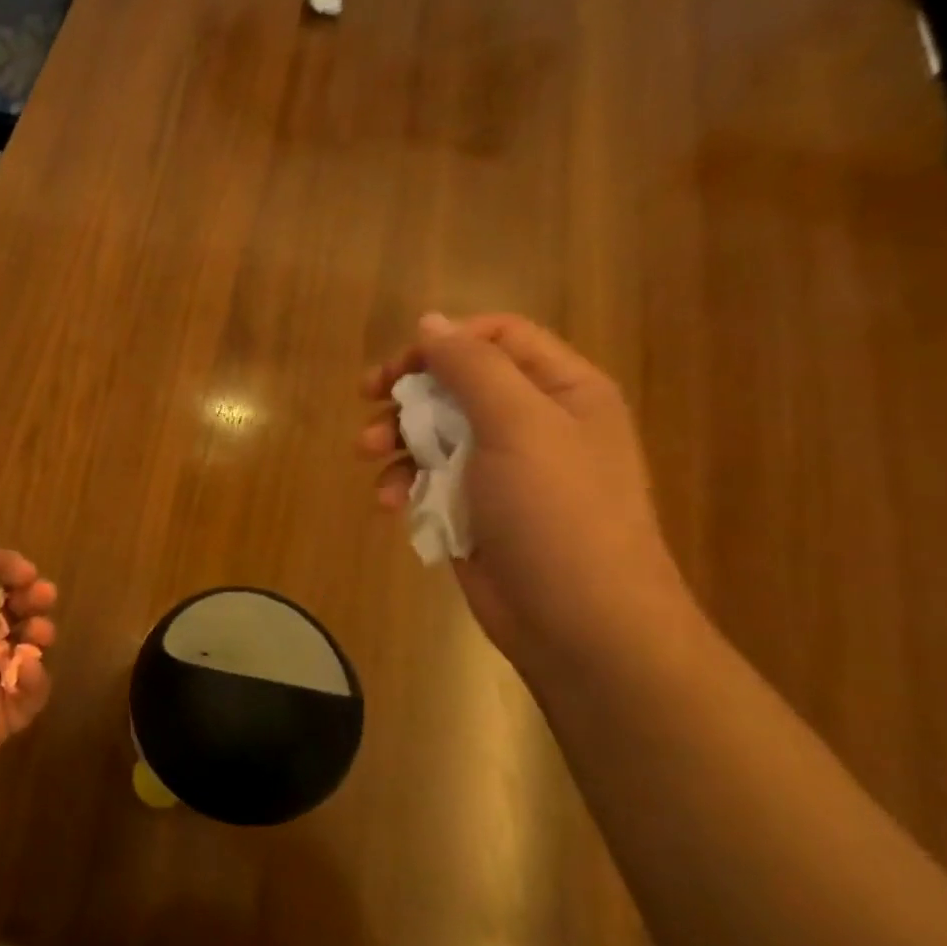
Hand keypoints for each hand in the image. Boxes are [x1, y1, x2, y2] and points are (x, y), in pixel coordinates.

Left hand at [0, 533, 58, 823]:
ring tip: (41, 633)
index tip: (25, 571)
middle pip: (7, 611)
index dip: (5, 570)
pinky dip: (36, 678)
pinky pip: (29, 693)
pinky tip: (27, 671)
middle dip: (29, 597)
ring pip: (24, 648)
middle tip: (43, 596)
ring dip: (39, 632)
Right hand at [358, 313, 691, 667]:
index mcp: (561, 391)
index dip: (444, 342)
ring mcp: (500, 470)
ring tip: (367, 455)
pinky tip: (388, 503)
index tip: (399, 366)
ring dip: (395, 439)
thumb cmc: (557, 513)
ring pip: (433, 431)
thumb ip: (472, 368)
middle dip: (408, 392)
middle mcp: (532, 423)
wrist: (579, 623)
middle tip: (367, 399)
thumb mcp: (518, 425)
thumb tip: (430, 322)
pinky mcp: (473, 509)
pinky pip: (428, 478)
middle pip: (456, 383)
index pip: (497, 338)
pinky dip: (403, 484)